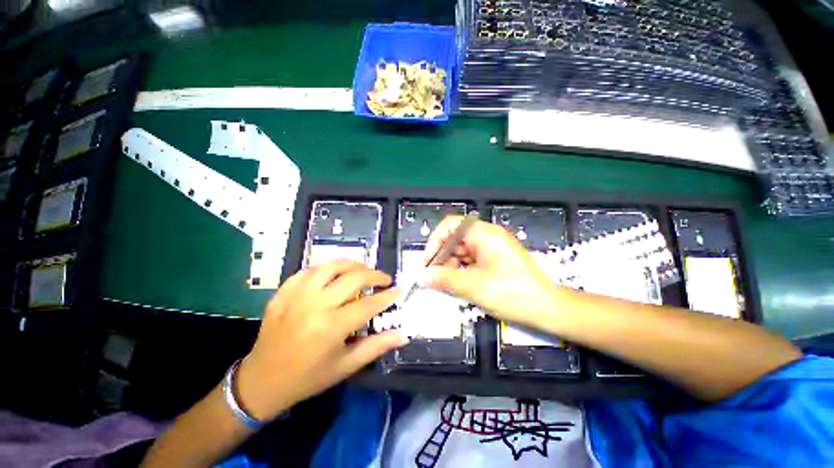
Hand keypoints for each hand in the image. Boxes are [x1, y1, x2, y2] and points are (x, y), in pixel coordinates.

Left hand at [235, 261, 405, 420]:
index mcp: (331, 327)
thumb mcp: (346, 367)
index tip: (399, 290)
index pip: (369, 304)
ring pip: (330, 267)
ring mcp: (296, 296)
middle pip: (353, 278)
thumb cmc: (308, 378)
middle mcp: (315, 306)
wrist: (261, 382)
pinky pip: (307, 271)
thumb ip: (376, 347)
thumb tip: (402, 334)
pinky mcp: (282, 293)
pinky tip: (333, 272)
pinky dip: (325, 268)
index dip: (387, 296)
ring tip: (363, 269)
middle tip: (384, 279)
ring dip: (352, 264)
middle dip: (375, 275)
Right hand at [422, 215, 561, 326]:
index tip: (428, 262)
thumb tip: (421, 277)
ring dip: (451, 265)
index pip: (451, 225)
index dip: (435, 241)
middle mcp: (487, 236)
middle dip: (442, 256)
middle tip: (433, 277)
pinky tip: (457, 283)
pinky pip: (472, 259)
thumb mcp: (474, 286)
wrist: (548, 308)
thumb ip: (444, 279)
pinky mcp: (495, 259)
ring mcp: (492, 248)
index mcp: (484, 234)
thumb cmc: (512, 293)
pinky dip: (462, 269)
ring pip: (462, 250)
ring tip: (444, 283)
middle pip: (455, 238)